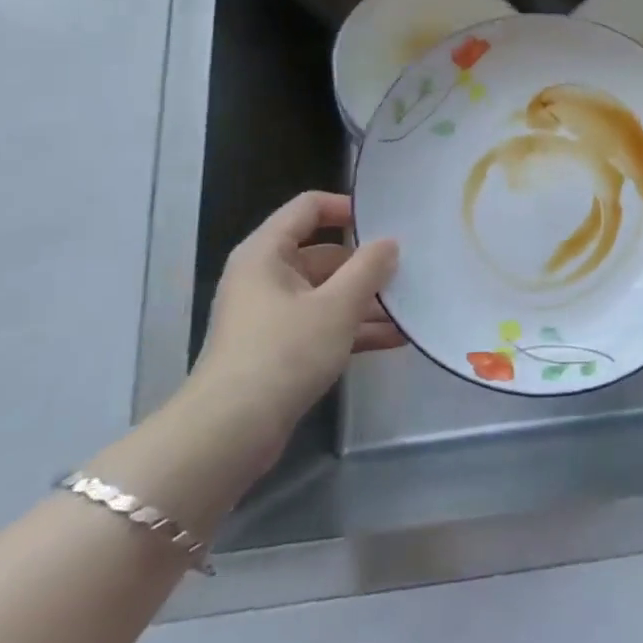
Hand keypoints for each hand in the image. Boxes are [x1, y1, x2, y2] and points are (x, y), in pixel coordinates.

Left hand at [184, 192, 403, 466]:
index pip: (309, 208)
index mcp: (267, 253)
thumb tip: (389, 243)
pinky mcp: (280, 349)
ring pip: (328, 293)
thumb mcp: (337, 306)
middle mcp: (266, 277)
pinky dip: (355, 329)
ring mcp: (272, 315)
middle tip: (411, 269)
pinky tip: (396, 339)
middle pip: (324, 253)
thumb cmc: (283, 353)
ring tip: (412, 307)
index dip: (347, 207)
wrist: (230, 434)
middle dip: (367, 264)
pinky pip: (324, 325)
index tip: (387, 221)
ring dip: (367, 300)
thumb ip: (369, 268)